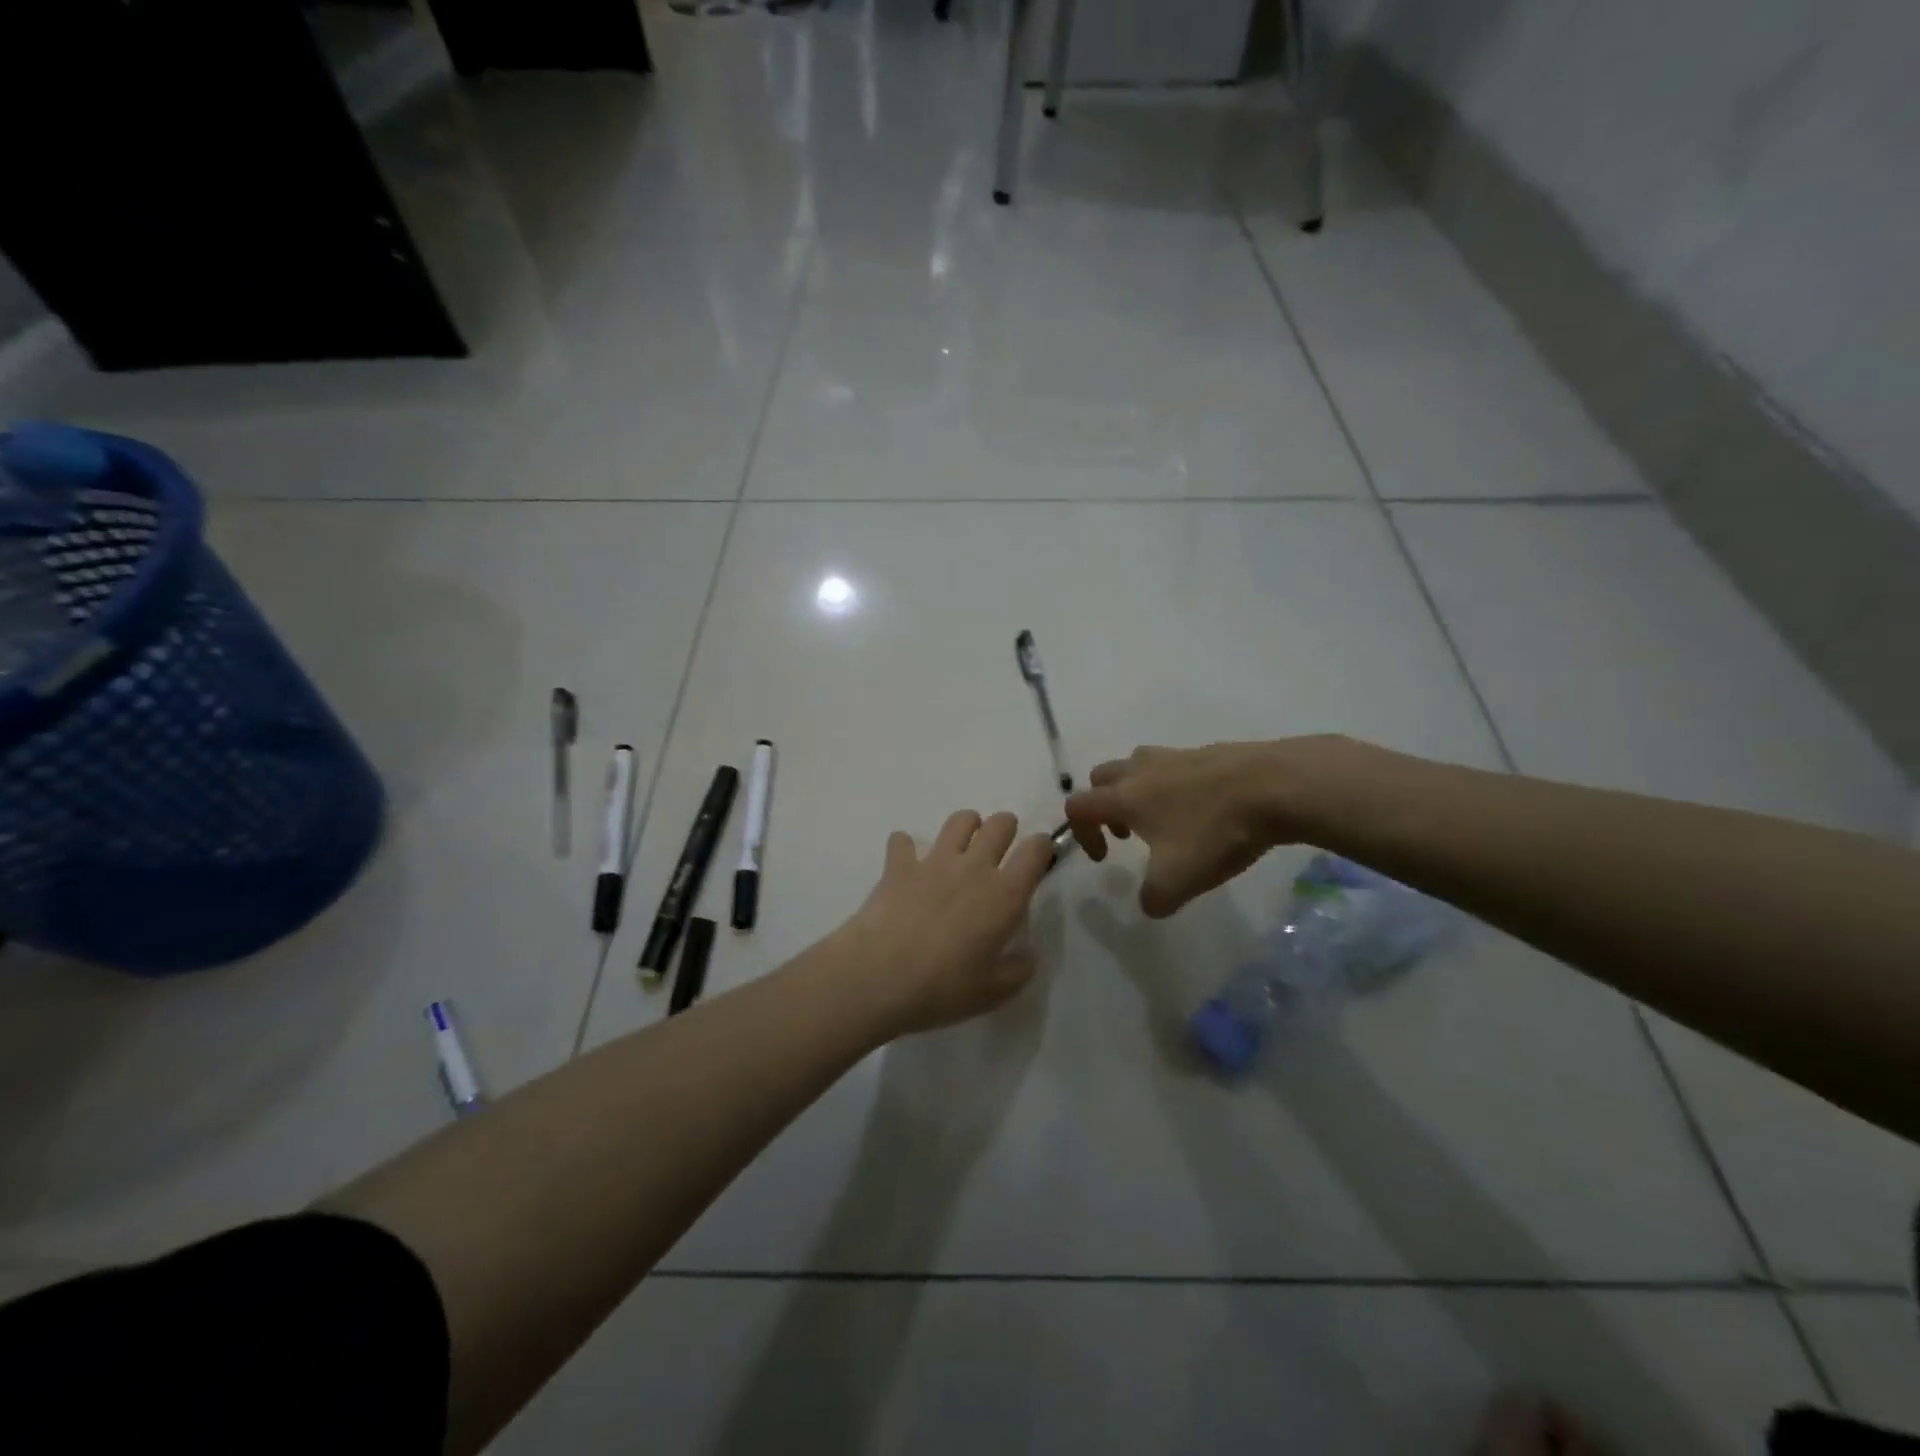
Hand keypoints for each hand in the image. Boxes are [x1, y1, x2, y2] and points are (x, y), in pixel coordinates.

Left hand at [834, 810, 1054, 1037]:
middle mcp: (974, 867)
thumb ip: (1019, 969)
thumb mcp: (994, 992)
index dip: (1042, 847)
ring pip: (960, 820)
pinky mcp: (899, 865)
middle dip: (1006, 829)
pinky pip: (902, 840)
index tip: (1038, 858)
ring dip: (966, 827)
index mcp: (1005, 895)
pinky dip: (905, 848)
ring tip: (961, 848)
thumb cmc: (943, 988)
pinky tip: (905, 864)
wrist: (879, 977)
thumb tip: (1028, 952)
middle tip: (999, 851)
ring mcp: (934, 861)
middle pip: (1000, 823)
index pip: (1035, 850)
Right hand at [1065, 739, 1340, 917]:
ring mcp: (1175, 755)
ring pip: (1137, 765)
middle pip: (1102, 777)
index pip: (1079, 806)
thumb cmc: (1216, 831)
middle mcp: (1142, 769)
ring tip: (1164, 819)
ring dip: (1136, 790)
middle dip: (1105, 805)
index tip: (1105, 858)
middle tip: (1127, 833)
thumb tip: (1149, 904)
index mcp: (1125, 796)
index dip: (1081, 833)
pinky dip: (1173, 785)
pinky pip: (1174, 765)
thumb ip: (1154, 898)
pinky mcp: (1207, 751)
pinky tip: (1203, 809)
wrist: (1276, 786)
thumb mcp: (1179, 880)